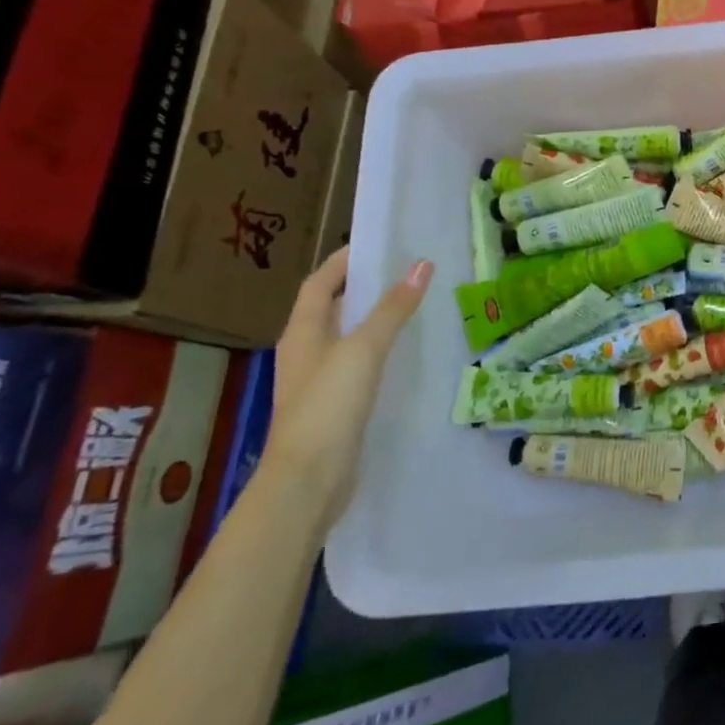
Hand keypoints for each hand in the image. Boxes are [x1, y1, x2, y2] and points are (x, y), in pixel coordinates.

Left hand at [267, 248, 430, 518]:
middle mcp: (306, 353)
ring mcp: (319, 382)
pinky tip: (406, 356)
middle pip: (332, 309)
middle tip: (405, 272)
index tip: (378, 243)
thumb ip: (393, 308)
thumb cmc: (328, 405)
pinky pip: (358, 366)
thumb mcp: (363, 349)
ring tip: (413, 306)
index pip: (320, 284)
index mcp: (302, 332)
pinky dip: (379, 352)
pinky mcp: (335, 407)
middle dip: (364, 288)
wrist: (308, 481)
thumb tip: (422, 264)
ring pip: (347, 339)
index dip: (344, 261)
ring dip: (374, 320)